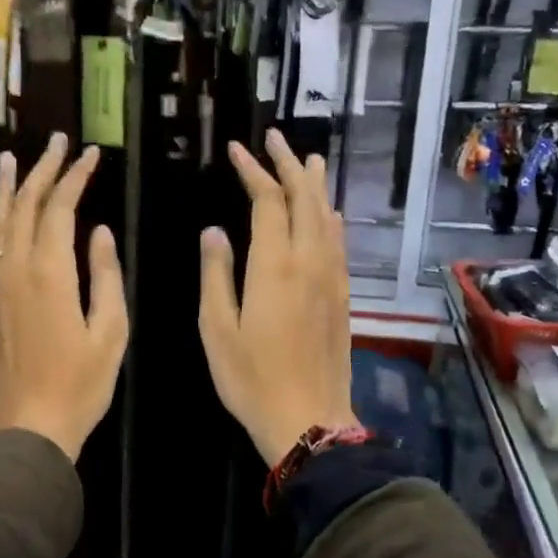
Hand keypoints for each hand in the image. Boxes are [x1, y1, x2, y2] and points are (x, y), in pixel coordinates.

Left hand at [0, 133, 127, 460]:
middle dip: (42, 170)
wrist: (28, 428)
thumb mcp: (111, 332)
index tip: (89, 154)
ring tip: (10, 158)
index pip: (60, 207)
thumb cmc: (80, 384)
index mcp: (51, 272)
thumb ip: (106, 275)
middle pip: (24, 205)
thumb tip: (100, 231)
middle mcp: (15, 267)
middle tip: (56, 142)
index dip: (75, 176)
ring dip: (5, 187)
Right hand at [199, 129, 357, 466]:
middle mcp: (309, 261)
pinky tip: (327, 213)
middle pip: (304, 199)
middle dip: (288, 164)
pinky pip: (339, 241)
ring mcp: (331, 277)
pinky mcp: (342, 295)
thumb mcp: (217, 328)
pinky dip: (330, 216)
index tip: (237, 150)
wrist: (308, 418)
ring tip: (307, 160)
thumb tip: (215, 232)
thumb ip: (217, 274)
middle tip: (274, 139)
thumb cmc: (251, 377)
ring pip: (327, 216)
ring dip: (314, 185)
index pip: (268, 201)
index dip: (253, 171)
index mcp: (274, 266)